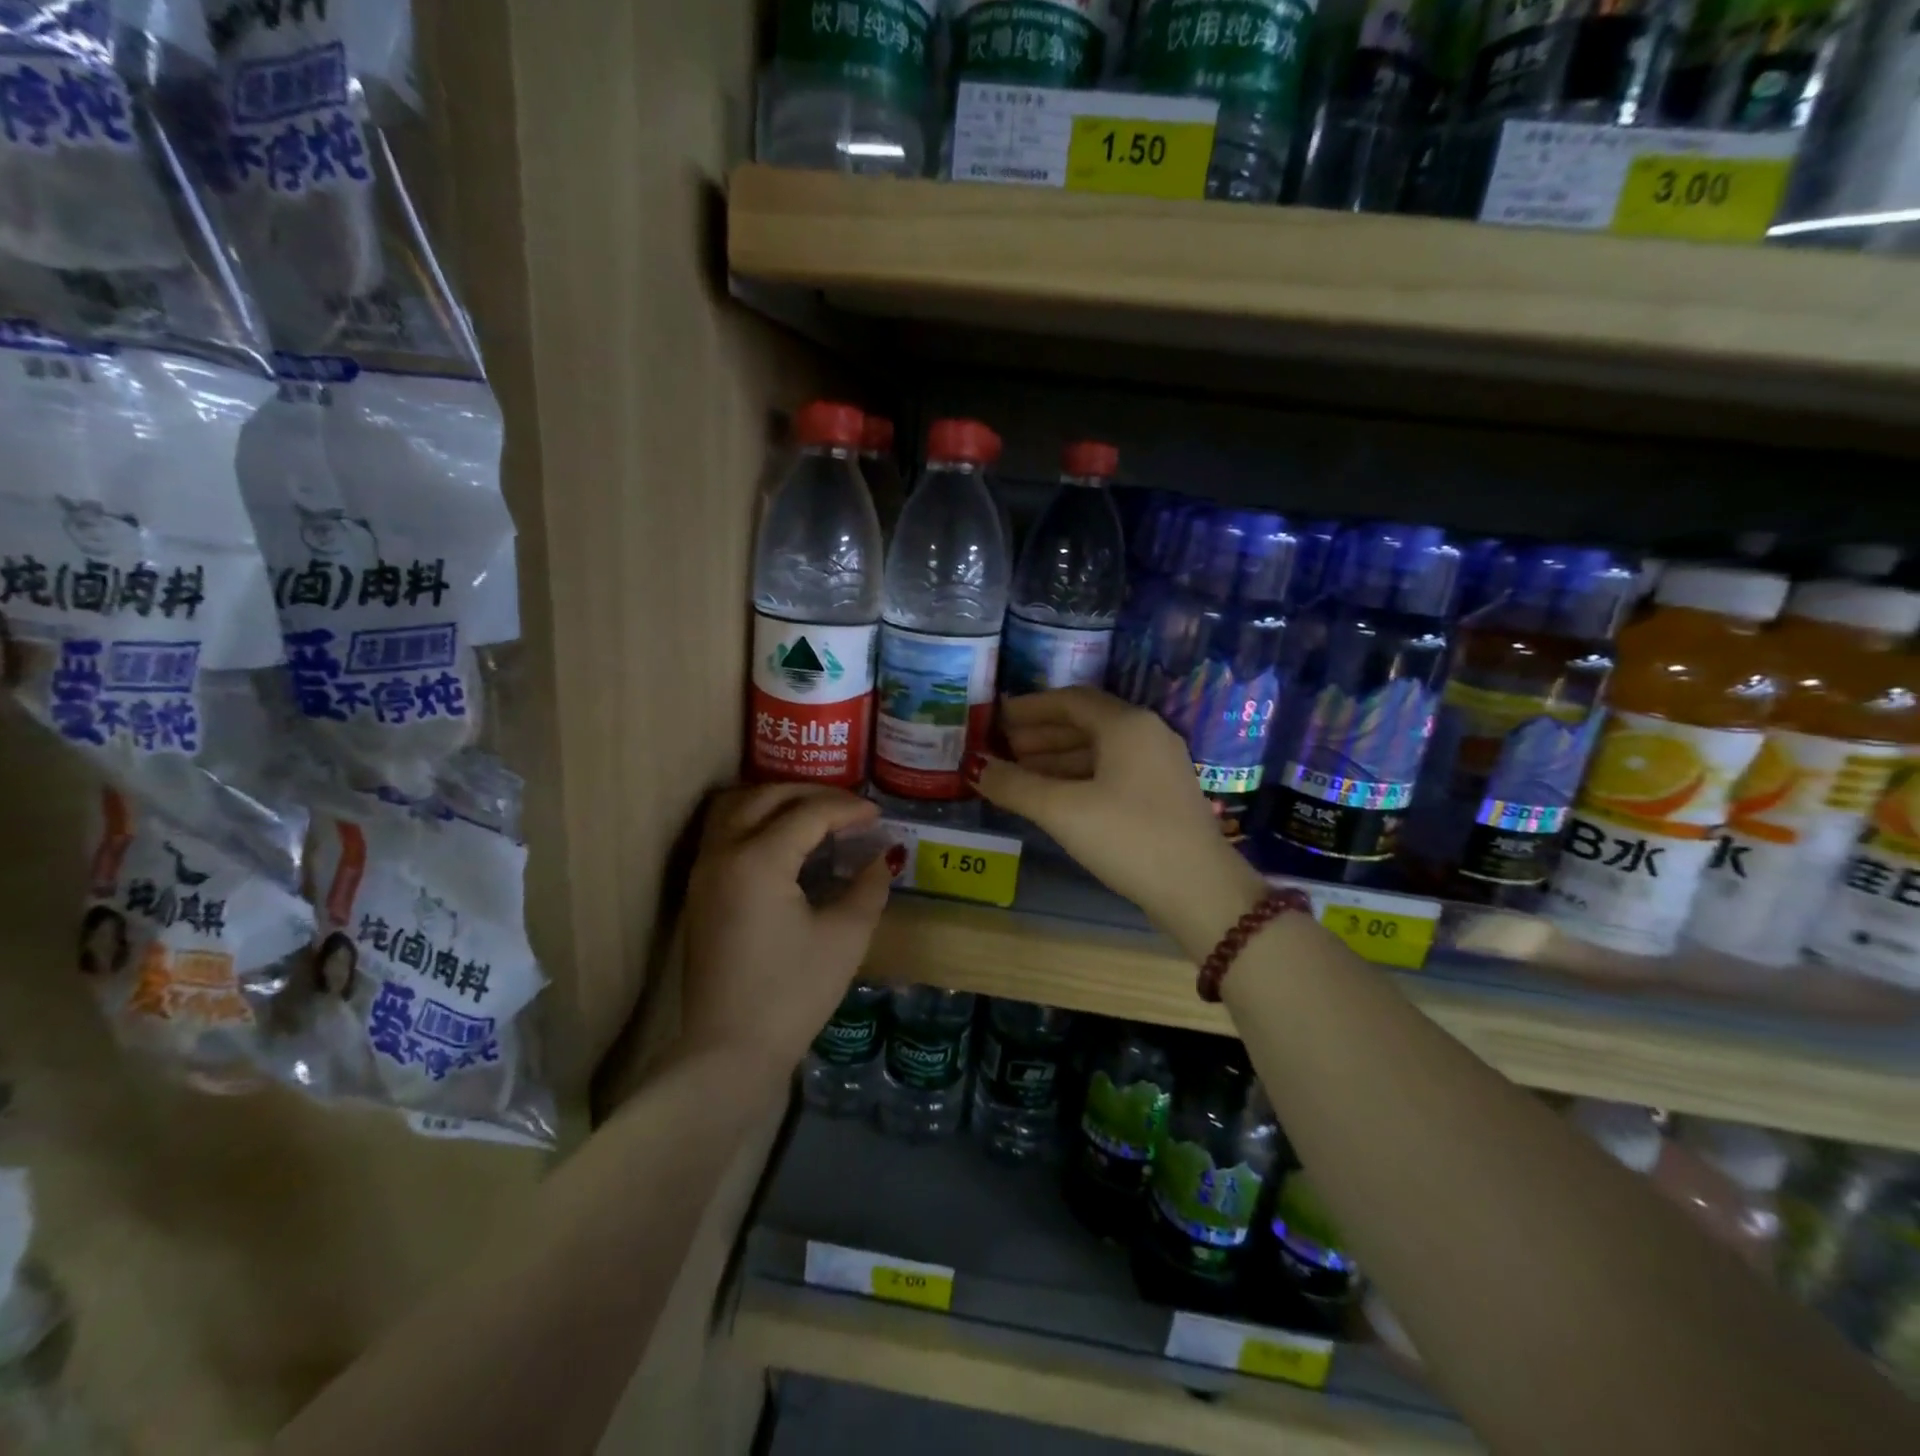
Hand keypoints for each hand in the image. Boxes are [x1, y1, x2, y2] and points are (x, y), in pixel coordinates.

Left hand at [681, 784, 891, 1078]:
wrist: (730, 1051)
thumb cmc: (792, 993)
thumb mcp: (845, 938)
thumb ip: (868, 888)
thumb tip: (883, 858)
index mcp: (759, 860)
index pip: (809, 814)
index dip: (848, 809)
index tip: (878, 816)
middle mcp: (724, 853)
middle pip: (766, 796)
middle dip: (811, 793)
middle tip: (849, 807)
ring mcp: (705, 872)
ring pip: (736, 808)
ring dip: (776, 801)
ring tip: (815, 815)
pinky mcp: (700, 892)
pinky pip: (726, 832)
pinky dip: (756, 821)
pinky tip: (787, 843)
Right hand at [975, 688, 1265, 957]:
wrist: (1199, 891)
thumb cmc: (1128, 838)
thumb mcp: (1063, 811)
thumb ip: (1015, 785)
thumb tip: (975, 767)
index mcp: (1127, 724)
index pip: (1069, 700)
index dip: (1029, 708)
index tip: (996, 718)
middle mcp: (1147, 734)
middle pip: (1085, 723)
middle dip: (1040, 734)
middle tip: (1001, 748)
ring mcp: (1159, 765)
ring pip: (1099, 750)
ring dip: (1056, 758)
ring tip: (1018, 773)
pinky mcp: (1161, 795)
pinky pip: (1111, 772)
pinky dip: (1078, 777)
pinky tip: (1054, 797)